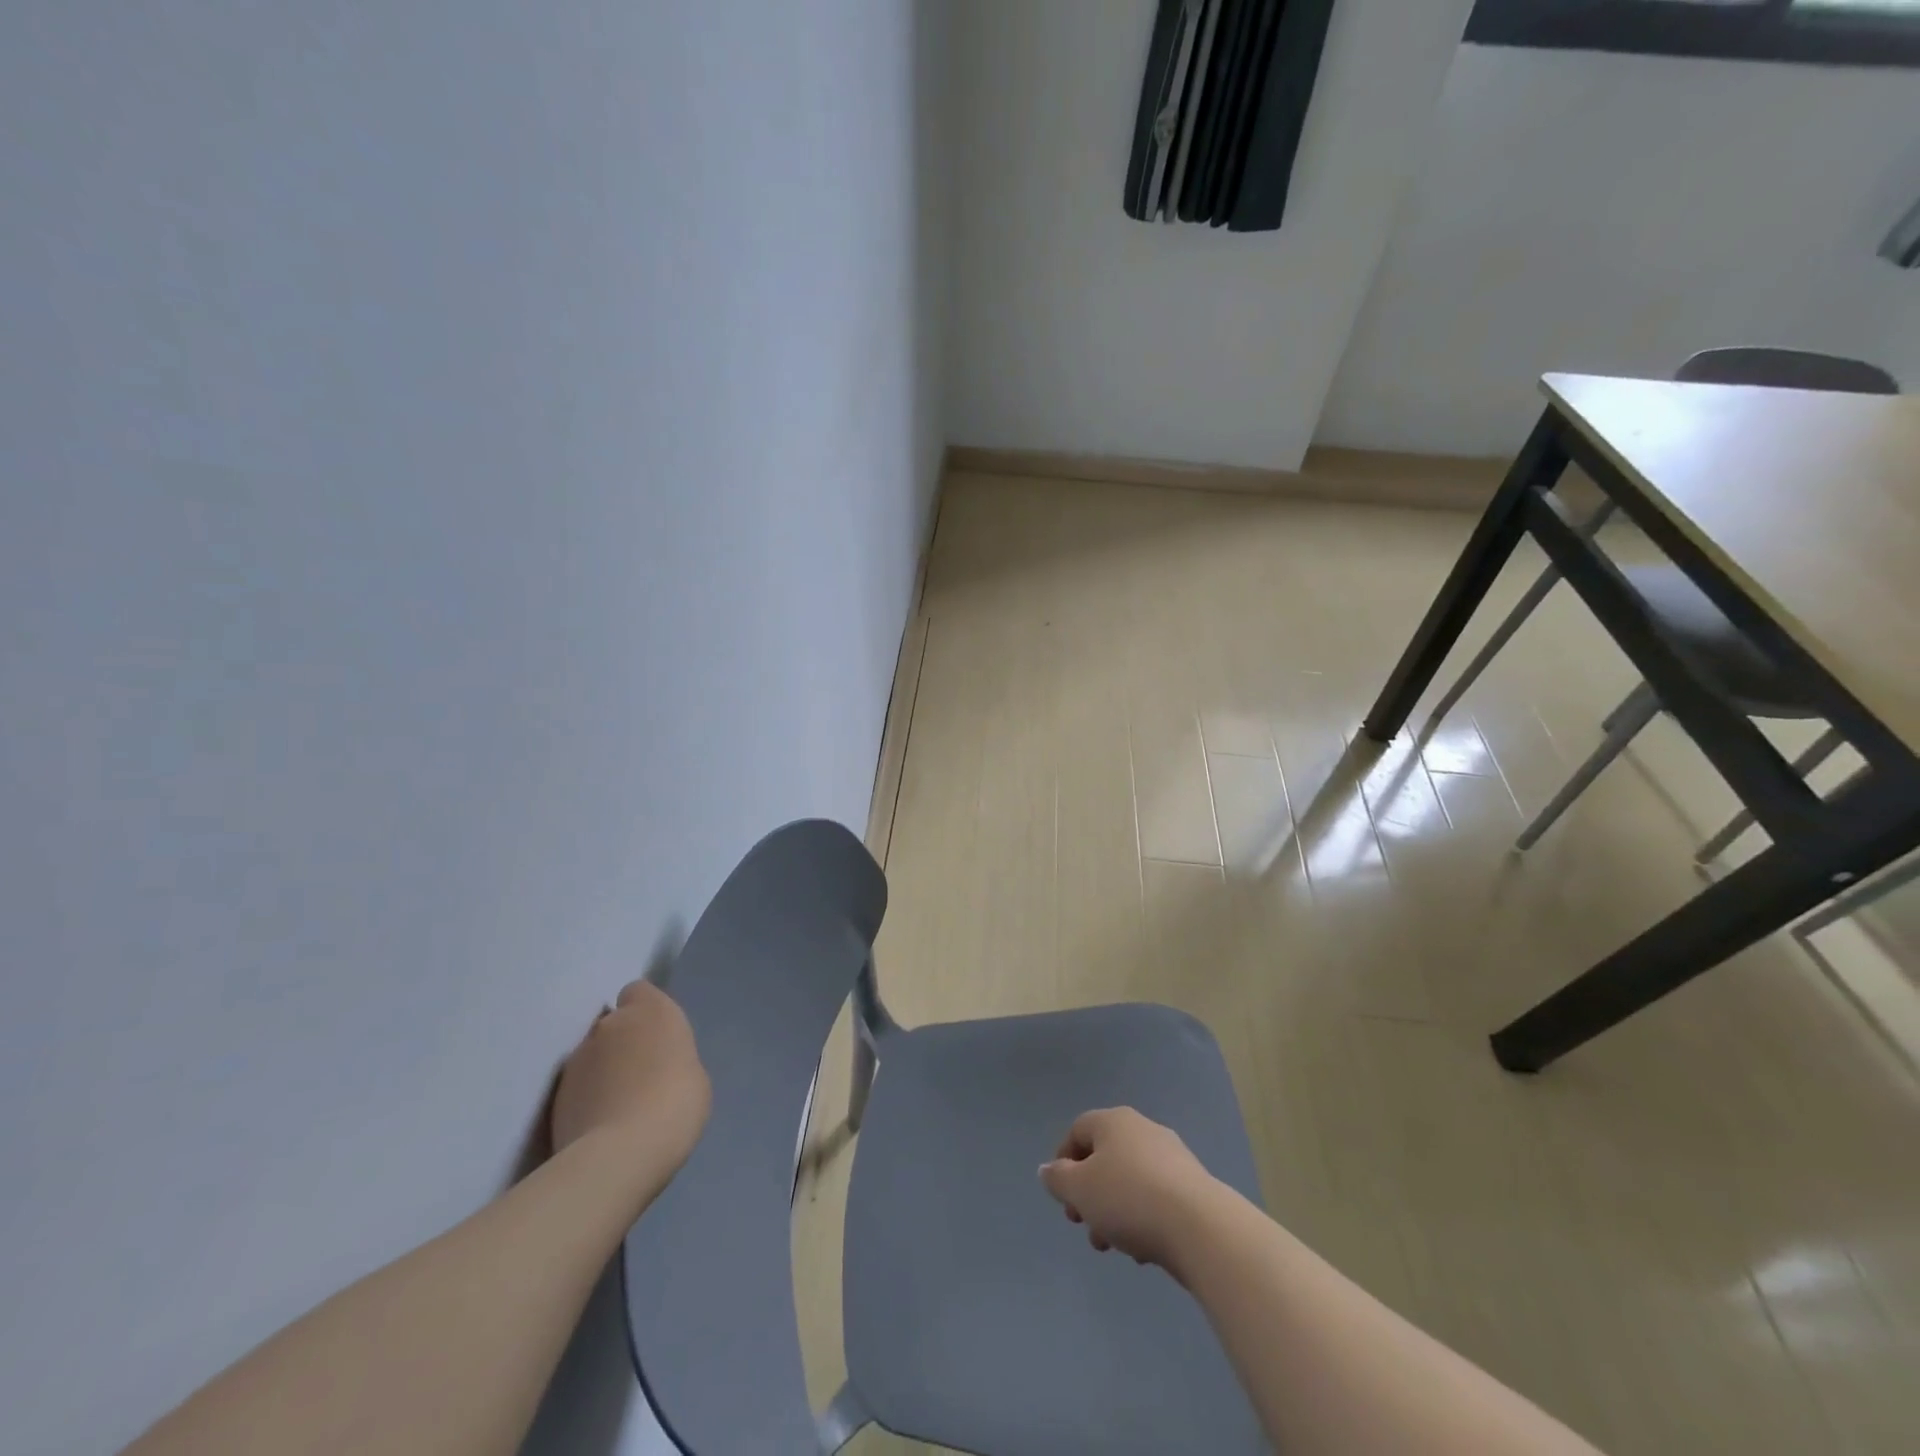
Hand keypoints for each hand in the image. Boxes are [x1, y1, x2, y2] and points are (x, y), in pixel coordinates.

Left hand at [551, 981, 710, 1185]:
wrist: (621, 1153)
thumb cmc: (675, 1104)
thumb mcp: (693, 1075)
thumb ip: (670, 1057)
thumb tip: (654, 1065)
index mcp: (652, 1010)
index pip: (638, 991)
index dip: (644, 1011)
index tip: (655, 1037)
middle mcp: (611, 1024)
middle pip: (613, 1024)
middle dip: (621, 1043)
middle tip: (638, 1075)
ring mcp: (578, 1058)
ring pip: (592, 1055)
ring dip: (601, 1071)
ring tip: (617, 1106)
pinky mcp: (556, 1093)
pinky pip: (577, 1086)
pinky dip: (586, 1097)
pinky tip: (600, 1125)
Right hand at [1039, 1107, 1217, 1274]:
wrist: (1199, 1226)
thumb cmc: (1128, 1198)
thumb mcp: (1079, 1189)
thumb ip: (1058, 1178)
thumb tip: (1048, 1169)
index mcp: (1113, 1121)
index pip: (1078, 1131)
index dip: (1064, 1161)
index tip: (1062, 1197)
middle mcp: (1142, 1129)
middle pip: (1104, 1158)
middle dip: (1089, 1194)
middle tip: (1083, 1225)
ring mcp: (1171, 1156)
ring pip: (1129, 1181)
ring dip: (1113, 1211)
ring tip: (1112, 1246)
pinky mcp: (1192, 1186)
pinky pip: (1155, 1197)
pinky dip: (1142, 1218)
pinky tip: (1143, 1249)